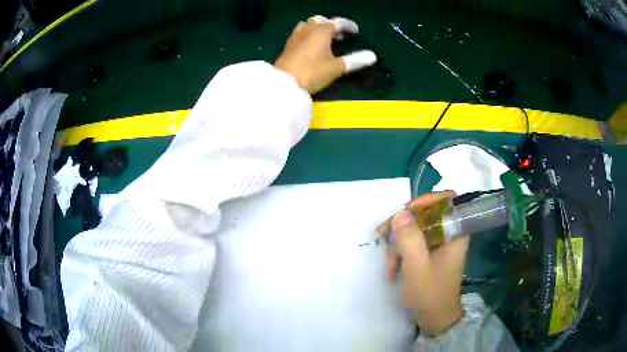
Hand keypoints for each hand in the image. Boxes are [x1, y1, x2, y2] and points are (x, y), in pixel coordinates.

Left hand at [274, 15, 376, 93]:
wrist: (284, 83)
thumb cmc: (312, 72)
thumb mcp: (336, 68)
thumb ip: (355, 60)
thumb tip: (373, 56)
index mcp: (321, 31)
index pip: (337, 22)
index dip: (348, 25)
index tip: (356, 31)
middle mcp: (308, 29)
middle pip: (321, 20)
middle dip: (332, 25)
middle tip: (340, 36)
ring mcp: (296, 36)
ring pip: (308, 25)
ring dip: (318, 28)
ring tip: (326, 40)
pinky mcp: (288, 45)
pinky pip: (301, 33)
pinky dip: (309, 34)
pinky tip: (312, 46)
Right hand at [377, 191, 468, 336]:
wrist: (434, 318)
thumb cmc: (430, 295)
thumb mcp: (417, 269)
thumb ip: (410, 240)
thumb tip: (401, 213)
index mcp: (455, 234)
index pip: (448, 200)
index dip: (428, 199)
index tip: (406, 211)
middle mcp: (448, 234)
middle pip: (426, 213)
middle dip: (403, 224)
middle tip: (383, 233)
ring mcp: (438, 244)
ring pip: (416, 228)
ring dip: (398, 242)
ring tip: (390, 263)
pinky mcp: (429, 253)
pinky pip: (412, 242)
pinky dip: (400, 252)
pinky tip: (393, 269)